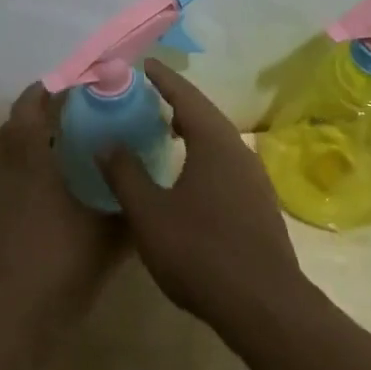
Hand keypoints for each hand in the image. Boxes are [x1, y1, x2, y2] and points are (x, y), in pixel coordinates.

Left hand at [0, 83, 122, 340]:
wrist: (8, 317)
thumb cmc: (61, 263)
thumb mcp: (110, 236)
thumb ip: (129, 206)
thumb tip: (146, 190)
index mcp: (32, 153)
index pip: (37, 101)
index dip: (58, 88)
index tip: (82, 86)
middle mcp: (3, 161)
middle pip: (17, 121)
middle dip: (42, 112)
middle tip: (75, 117)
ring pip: (4, 149)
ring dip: (26, 141)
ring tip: (57, 153)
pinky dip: (14, 172)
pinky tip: (35, 194)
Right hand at [99, 61, 308, 335]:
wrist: (264, 306)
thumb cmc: (200, 252)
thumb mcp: (149, 214)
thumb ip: (125, 174)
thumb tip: (106, 141)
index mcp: (213, 142)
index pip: (185, 95)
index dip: (162, 78)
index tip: (144, 63)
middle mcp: (238, 150)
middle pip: (204, 114)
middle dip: (175, 101)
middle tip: (146, 96)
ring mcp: (254, 178)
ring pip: (217, 140)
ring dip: (191, 128)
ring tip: (163, 129)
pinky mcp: (259, 203)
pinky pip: (226, 162)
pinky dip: (202, 153)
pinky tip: (188, 174)